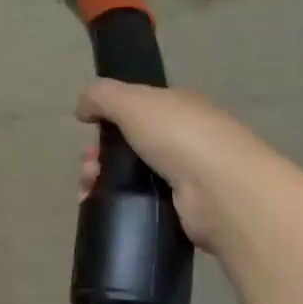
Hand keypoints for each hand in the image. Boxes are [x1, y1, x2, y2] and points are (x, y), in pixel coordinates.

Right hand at [76, 79, 256, 253]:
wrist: (220, 191)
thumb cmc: (179, 136)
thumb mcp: (133, 101)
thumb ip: (101, 96)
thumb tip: (82, 108)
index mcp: (177, 107)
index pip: (135, 109)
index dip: (107, 119)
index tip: (88, 131)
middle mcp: (182, 138)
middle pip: (126, 144)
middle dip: (98, 154)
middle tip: (89, 168)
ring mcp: (181, 175)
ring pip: (127, 175)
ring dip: (99, 179)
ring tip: (88, 189)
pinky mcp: (177, 208)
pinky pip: (136, 201)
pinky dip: (113, 202)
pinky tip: (96, 205)